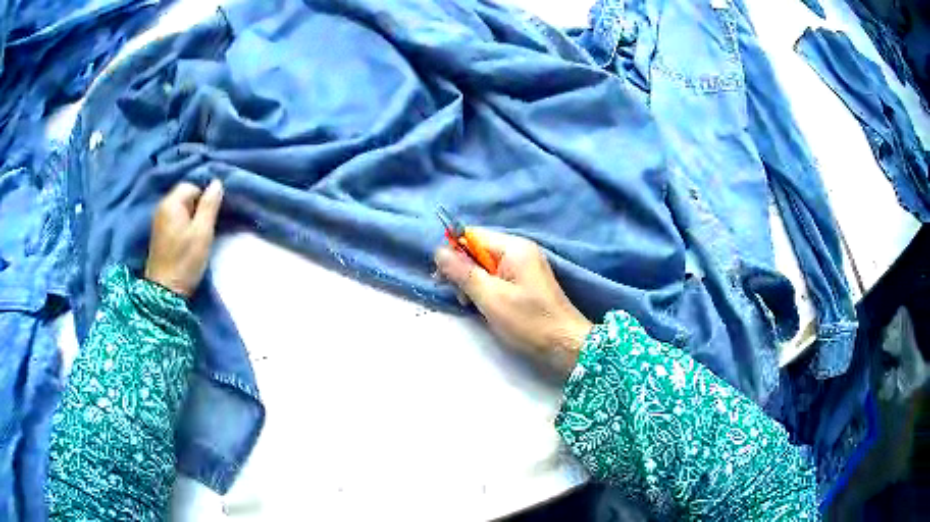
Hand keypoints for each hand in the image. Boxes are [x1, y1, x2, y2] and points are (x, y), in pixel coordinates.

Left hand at [145, 180, 223, 297]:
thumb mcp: (202, 232)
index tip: (212, 216)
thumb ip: (210, 205)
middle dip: (198, 206)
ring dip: (192, 216)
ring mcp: (159, 221)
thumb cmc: (185, 261)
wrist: (165, 292)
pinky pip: (175, 219)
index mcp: (172, 203)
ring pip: (180, 208)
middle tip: (207, 225)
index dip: (205, 197)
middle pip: (185, 195)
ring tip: (200, 233)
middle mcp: (162, 207)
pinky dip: (184, 224)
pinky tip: (189, 239)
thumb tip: (217, 182)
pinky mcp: (159, 234)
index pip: (192, 186)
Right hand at [434, 230, 592, 378]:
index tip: (442, 278)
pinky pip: (497, 277)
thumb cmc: (529, 321)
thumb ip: (463, 272)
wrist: (566, 345)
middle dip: (464, 271)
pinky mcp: (526, 282)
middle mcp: (520, 250)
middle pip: (478, 250)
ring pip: (486, 265)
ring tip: (472, 305)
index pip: (472, 235)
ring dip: (473, 283)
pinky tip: (485, 306)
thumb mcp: (491, 298)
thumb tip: (438, 251)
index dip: (454, 253)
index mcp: (514, 247)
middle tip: (461, 298)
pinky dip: (487, 290)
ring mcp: (525, 266)